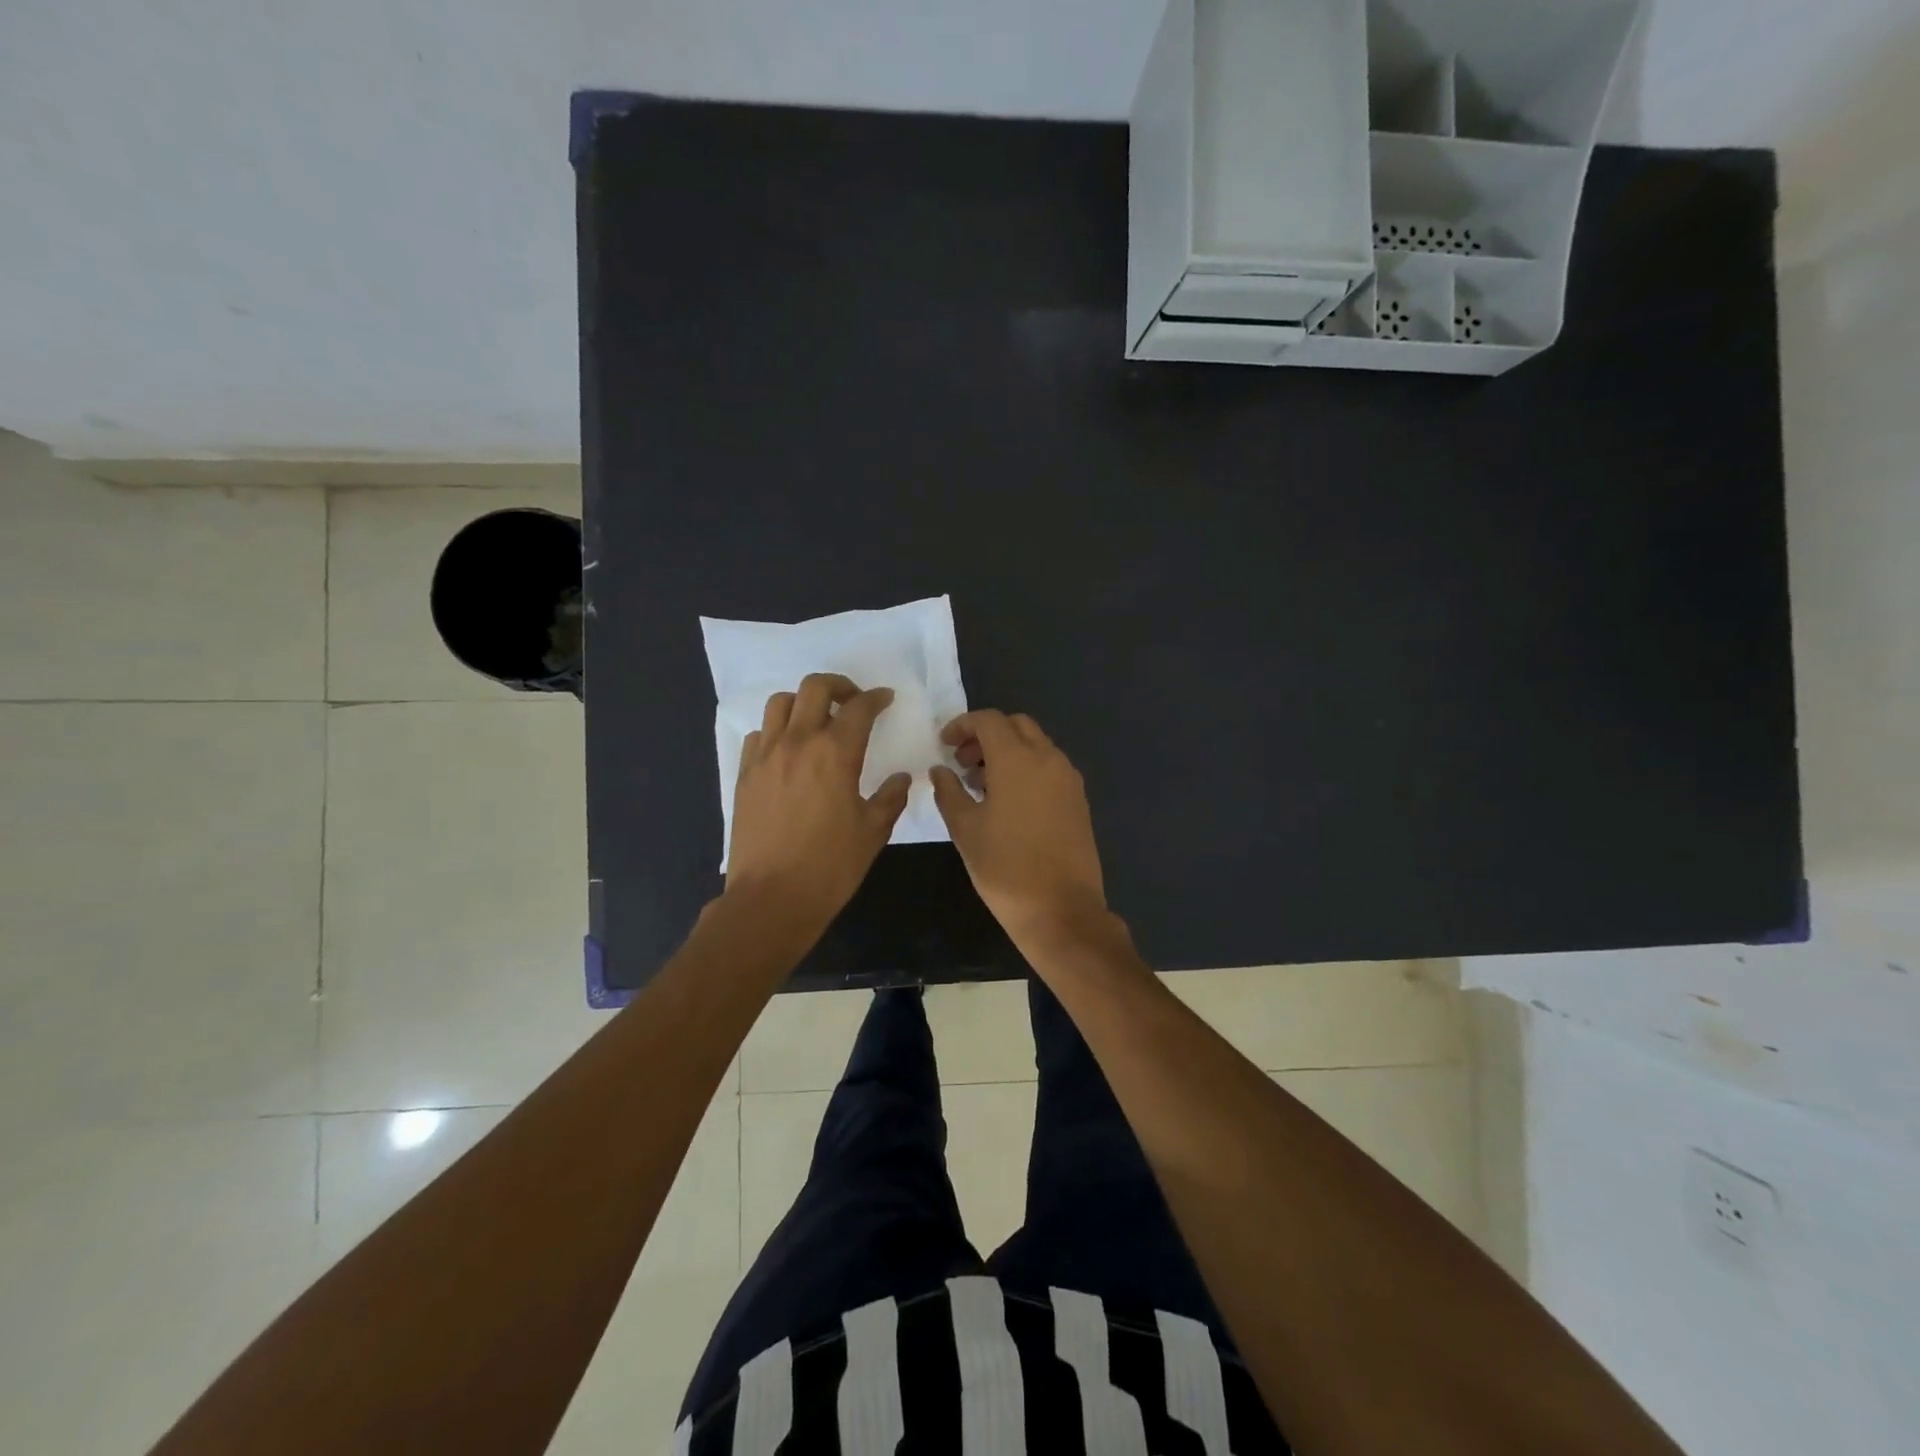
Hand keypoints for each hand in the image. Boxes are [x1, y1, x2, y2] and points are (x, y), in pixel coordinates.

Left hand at [725, 673, 910, 933]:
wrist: (771, 898)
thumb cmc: (830, 866)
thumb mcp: (873, 832)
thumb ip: (891, 798)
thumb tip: (902, 778)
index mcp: (835, 753)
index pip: (858, 707)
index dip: (875, 698)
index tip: (885, 699)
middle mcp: (797, 742)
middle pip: (814, 687)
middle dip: (839, 686)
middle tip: (853, 702)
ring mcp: (765, 756)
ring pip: (780, 703)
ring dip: (803, 703)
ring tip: (817, 722)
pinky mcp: (744, 774)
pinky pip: (760, 735)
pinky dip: (777, 731)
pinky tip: (789, 753)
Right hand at [929, 710, 1106, 944]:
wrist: (1061, 909)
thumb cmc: (1004, 867)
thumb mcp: (965, 828)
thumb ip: (949, 791)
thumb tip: (940, 770)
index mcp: (1017, 759)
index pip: (989, 720)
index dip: (962, 725)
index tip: (944, 745)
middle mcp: (1048, 758)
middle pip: (1016, 725)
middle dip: (987, 735)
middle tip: (963, 762)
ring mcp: (1068, 778)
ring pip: (1036, 744)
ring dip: (1008, 751)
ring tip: (982, 784)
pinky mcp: (1079, 799)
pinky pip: (1050, 766)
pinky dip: (1027, 767)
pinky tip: (1009, 801)